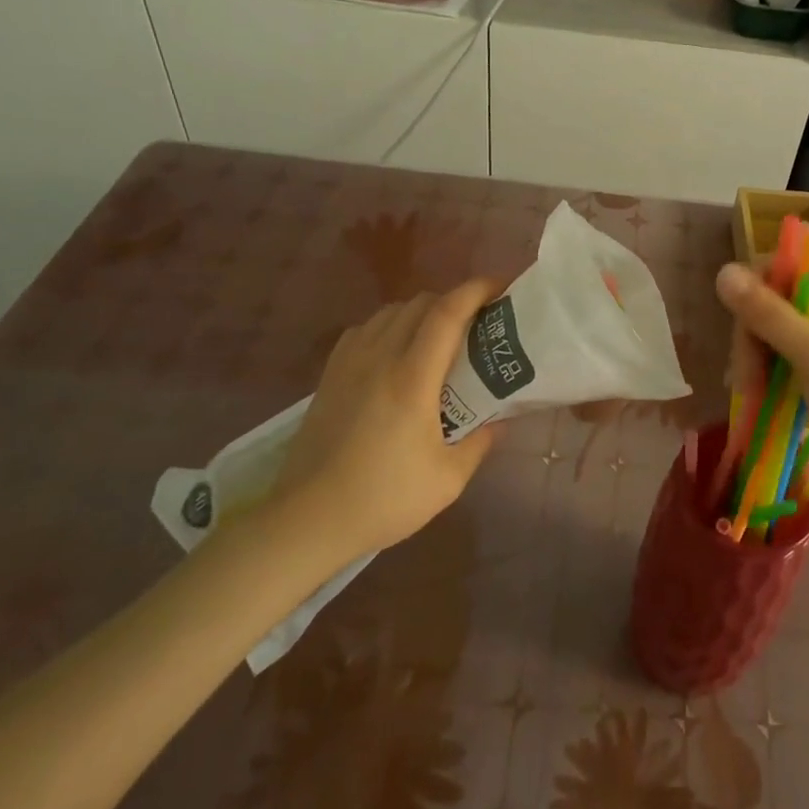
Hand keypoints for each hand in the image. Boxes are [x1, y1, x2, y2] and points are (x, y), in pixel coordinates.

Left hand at [255, 281, 502, 568]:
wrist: (307, 520)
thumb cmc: (383, 499)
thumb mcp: (447, 480)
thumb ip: (480, 442)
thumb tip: (500, 420)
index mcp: (412, 378)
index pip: (447, 312)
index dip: (476, 290)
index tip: (501, 287)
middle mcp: (380, 357)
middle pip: (421, 303)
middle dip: (455, 301)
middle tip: (478, 323)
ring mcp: (350, 363)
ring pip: (391, 311)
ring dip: (422, 312)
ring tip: (440, 336)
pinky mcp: (330, 375)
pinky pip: (365, 329)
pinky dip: (389, 325)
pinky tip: (396, 351)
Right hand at [717, 261, 808, 505]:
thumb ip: (768, 312)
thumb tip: (723, 271)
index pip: (792, 266)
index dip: (760, 287)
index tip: (740, 323)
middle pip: (780, 300)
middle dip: (756, 335)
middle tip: (743, 374)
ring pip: (778, 331)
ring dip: (758, 358)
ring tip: (749, 392)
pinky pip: (786, 357)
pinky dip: (769, 372)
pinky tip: (754, 394)